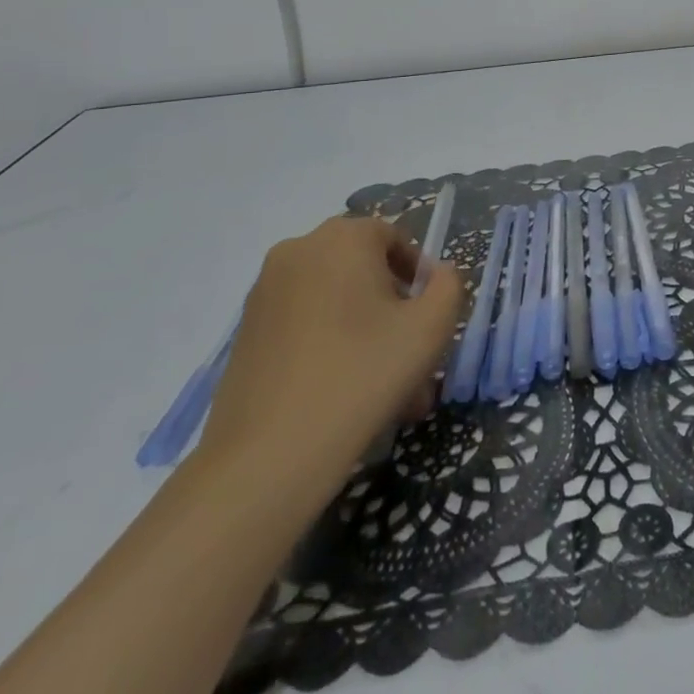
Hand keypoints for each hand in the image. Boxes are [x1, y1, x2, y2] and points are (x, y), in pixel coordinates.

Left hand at [198, 216, 463, 475]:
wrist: (269, 455)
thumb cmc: (363, 374)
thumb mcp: (431, 327)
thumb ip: (449, 286)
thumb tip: (438, 275)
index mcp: (343, 238)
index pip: (393, 238)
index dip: (417, 275)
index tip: (427, 318)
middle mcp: (298, 251)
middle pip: (362, 269)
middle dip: (392, 309)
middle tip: (411, 355)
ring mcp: (265, 292)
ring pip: (334, 301)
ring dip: (365, 331)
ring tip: (385, 387)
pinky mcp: (245, 332)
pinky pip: (304, 323)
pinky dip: (329, 344)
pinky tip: (345, 393)